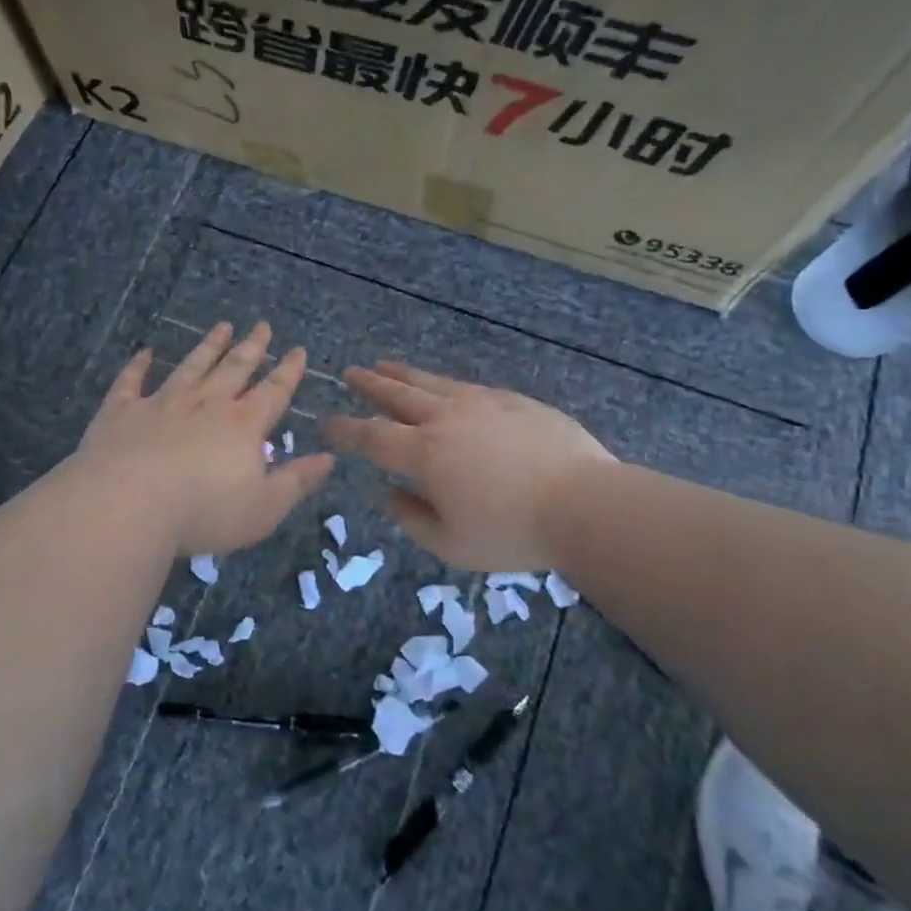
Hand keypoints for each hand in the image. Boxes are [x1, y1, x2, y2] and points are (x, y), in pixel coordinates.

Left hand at [77, 322, 334, 556]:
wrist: (127, 505)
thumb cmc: (204, 512)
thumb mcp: (264, 507)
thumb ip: (296, 481)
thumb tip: (328, 458)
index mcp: (243, 426)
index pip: (273, 392)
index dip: (288, 371)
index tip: (298, 350)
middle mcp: (206, 404)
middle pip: (234, 369)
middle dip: (251, 347)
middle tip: (262, 325)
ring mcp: (162, 403)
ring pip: (191, 367)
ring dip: (208, 347)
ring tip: (221, 327)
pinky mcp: (122, 412)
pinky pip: (131, 382)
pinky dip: (138, 366)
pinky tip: (144, 352)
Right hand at [324, 363, 614, 570]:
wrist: (583, 503)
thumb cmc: (512, 532)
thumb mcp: (452, 545)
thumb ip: (413, 519)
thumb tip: (392, 494)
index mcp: (424, 453)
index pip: (372, 436)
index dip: (345, 429)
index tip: (327, 422)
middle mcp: (446, 419)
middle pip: (398, 394)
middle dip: (369, 384)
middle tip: (350, 373)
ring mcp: (482, 403)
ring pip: (432, 382)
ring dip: (403, 374)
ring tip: (385, 365)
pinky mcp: (514, 401)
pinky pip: (468, 386)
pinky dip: (445, 384)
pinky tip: (445, 387)